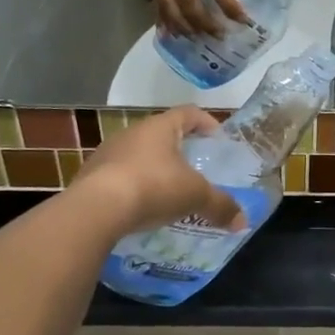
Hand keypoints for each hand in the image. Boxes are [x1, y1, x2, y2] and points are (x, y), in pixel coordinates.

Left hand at [73, 107, 247, 237]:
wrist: (95, 209)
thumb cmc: (153, 187)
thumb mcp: (195, 197)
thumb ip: (220, 205)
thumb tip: (243, 221)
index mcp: (160, 127)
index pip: (188, 113)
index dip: (206, 122)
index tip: (218, 138)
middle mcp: (132, 132)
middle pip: (162, 134)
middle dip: (180, 149)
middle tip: (196, 168)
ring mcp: (108, 153)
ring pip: (139, 155)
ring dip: (154, 169)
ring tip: (168, 192)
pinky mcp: (90, 176)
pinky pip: (120, 176)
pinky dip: (134, 187)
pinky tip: (141, 208)